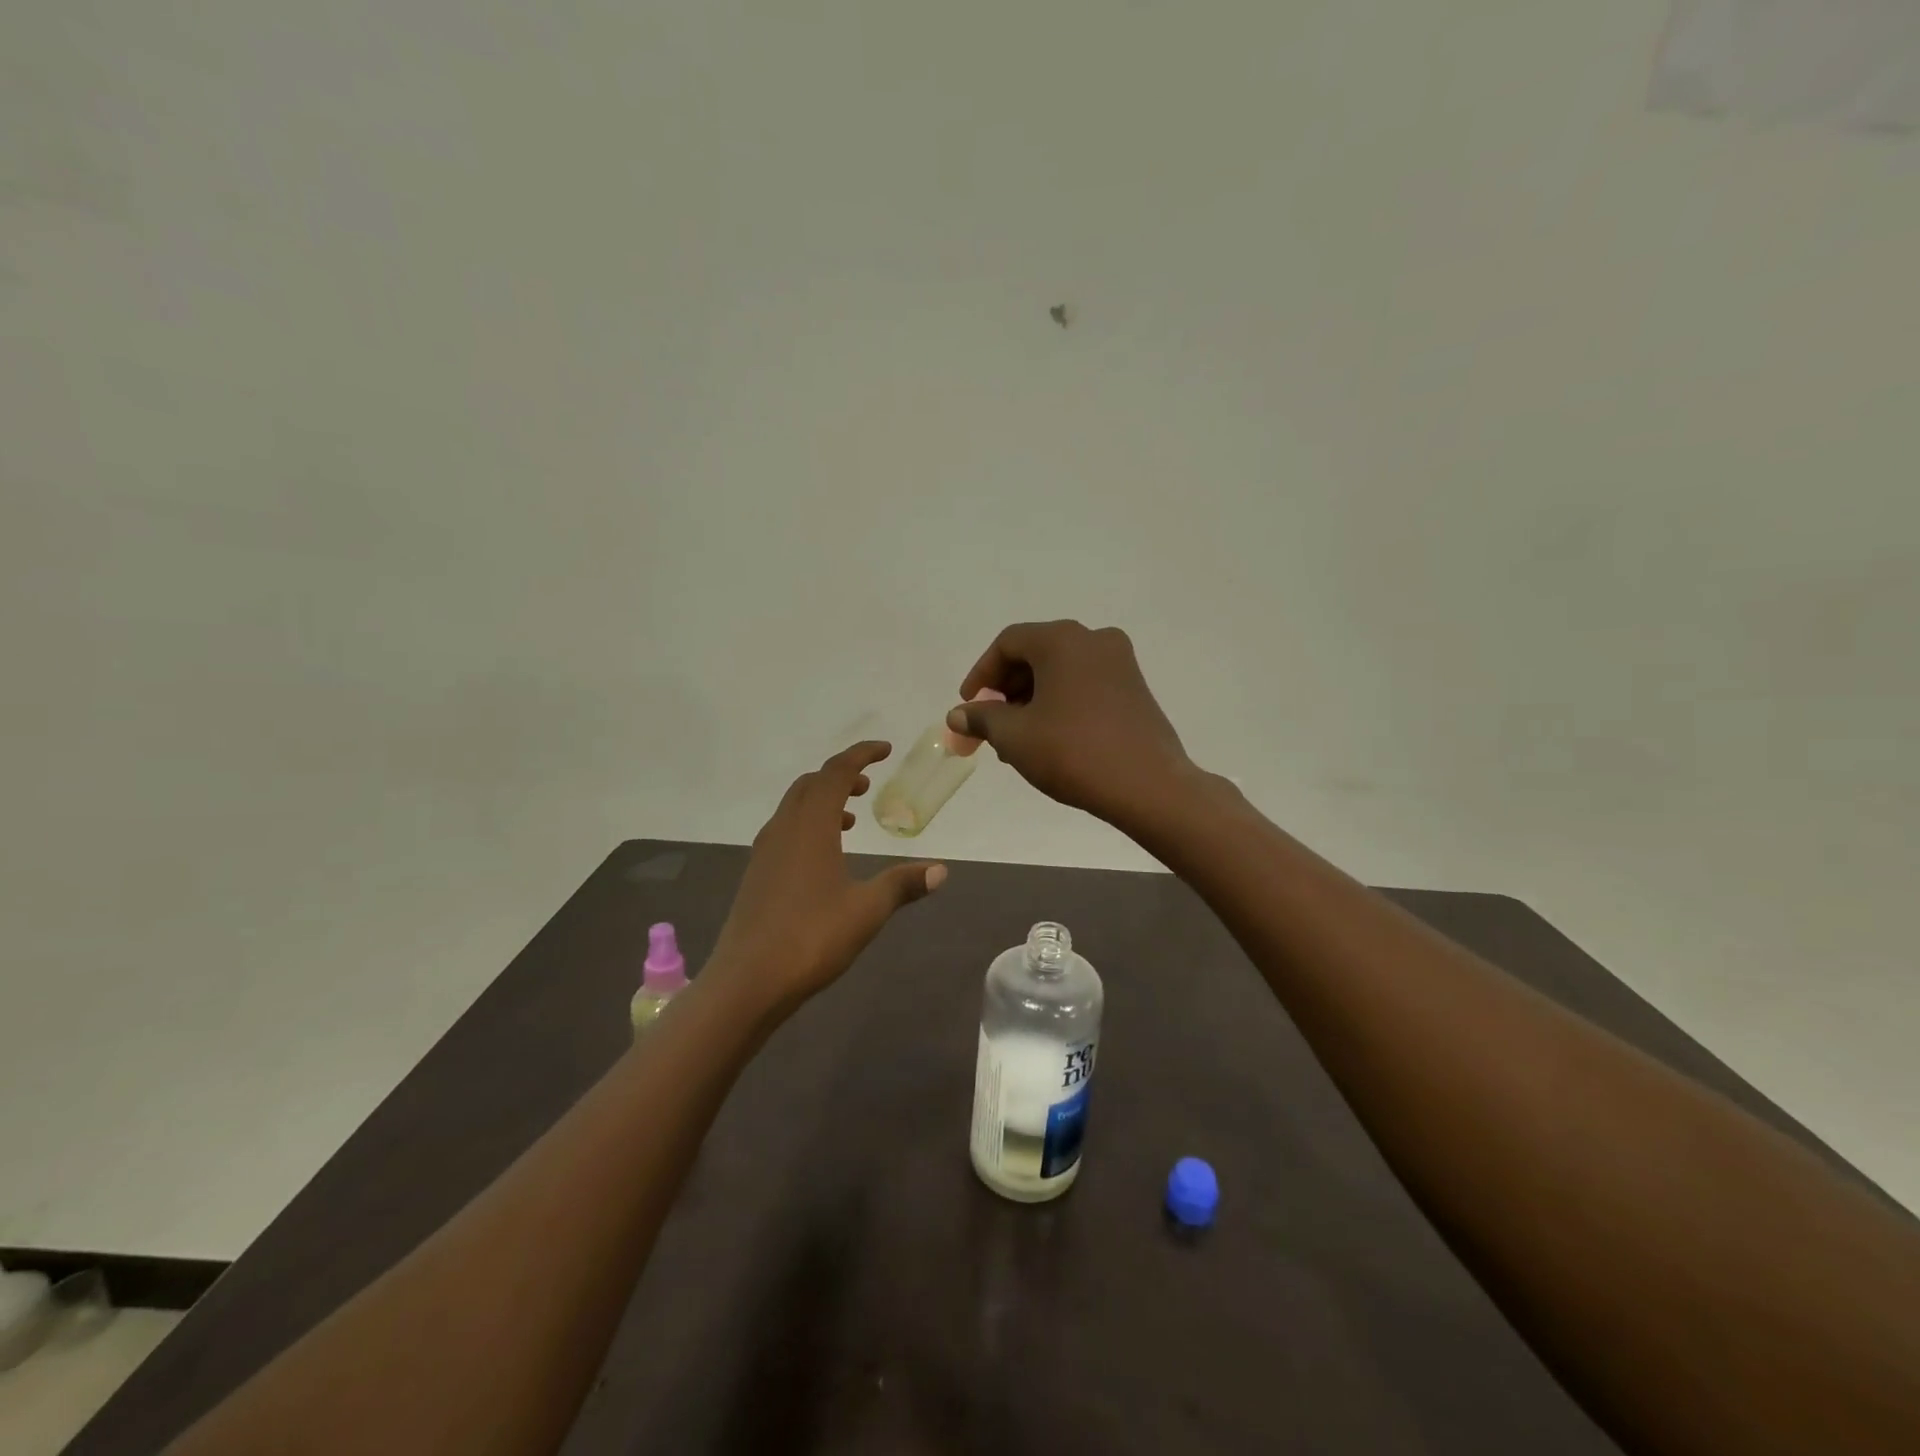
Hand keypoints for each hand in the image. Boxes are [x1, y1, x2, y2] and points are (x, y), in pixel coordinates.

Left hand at [707, 741, 945, 1014]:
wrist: (747, 981)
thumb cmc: (811, 938)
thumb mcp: (867, 910)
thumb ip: (902, 884)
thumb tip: (941, 871)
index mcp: (811, 826)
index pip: (836, 772)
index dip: (861, 755)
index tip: (885, 750)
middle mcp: (784, 828)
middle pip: (811, 784)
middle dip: (840, 776)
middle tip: (868, 785)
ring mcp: (765, 851)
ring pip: (795, 806)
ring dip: (823, 800)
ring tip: (851, 819)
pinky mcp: (757, 873)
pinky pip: (785, 829)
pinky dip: (808, 824)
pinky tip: (824, 856)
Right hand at [947, 621, 1195, 827]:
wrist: (1148, 786)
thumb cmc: (1072, 752)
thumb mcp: (1015, 736)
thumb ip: (982, 719)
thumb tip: (958, 715)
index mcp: (1062, 640)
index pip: (1008, 643)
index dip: (981, 674)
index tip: (968, 706)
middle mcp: (1094, 640)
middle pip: (1035, 654)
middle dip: (1006, 690)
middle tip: (990, 726)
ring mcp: (1121, 663)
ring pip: (1061, 671)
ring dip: (1032, 699)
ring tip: (1017, 740)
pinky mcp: (1135, 688)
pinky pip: (1085, 684)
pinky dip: (1060, 703)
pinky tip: (1050, 738)